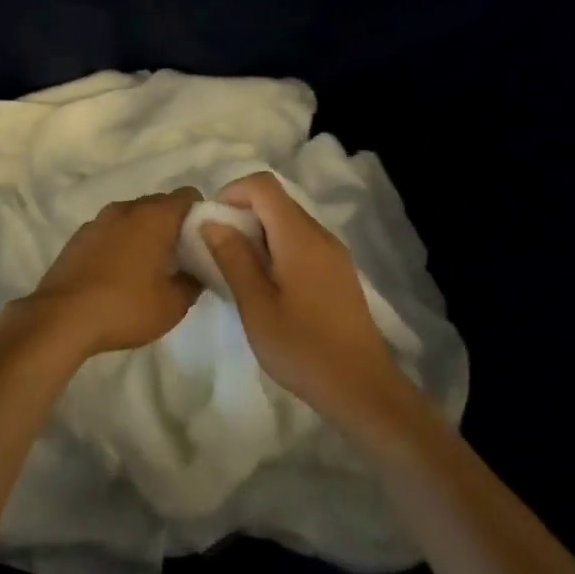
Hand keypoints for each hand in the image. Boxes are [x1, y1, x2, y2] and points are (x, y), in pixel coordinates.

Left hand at [17, 187, 204, 356]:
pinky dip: (121, 243)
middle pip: (159, 204)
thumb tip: (197, 272)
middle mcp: (125, 209)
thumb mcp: (173, 305)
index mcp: (154, 216)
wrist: (62, 318)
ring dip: (145, 234)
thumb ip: (193, 282)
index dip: (201, 214)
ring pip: (132, 218)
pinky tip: (119, 274)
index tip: (205, 241)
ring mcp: (98, 221)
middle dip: (173, 225)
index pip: (188, 196)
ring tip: (149, 268)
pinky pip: (110, 232)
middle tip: (182, 258)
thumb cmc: (125, 307)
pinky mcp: (78, 237)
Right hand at [201, 172, 414, 433]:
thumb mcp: (256, 306)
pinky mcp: (338, 273)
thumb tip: (211, 221)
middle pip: (276, 201)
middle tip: (218, 252)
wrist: (362, 388)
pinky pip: (301, 243)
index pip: (263, 185)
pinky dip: (276, 250)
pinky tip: (266, 287)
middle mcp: (320, 235)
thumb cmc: (303, 348)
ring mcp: (333, 254)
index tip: (211, 224)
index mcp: (300, 237)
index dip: (232, 192)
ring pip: (288, 223)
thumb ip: (233, 258)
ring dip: (257, 235)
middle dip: (241, 215)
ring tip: (238, 272)